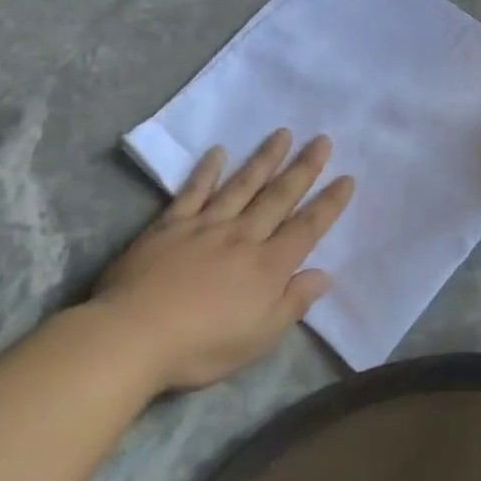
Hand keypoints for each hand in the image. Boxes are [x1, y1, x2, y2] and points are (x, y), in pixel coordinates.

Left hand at [91, 130, 354, 390]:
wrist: (133, 336)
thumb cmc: (202, 346)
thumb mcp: (260, 338)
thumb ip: (293, 303)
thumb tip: (323, 274)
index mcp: (268, 267)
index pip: (307, 228)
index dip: (329, 204)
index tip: (347, 178)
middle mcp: (242, 237)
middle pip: (279, 197)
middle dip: (304, 169)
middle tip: (322, 140)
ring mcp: (205, 226)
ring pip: (242, 185)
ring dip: (265, 159)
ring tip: (283, 134)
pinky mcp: (170, 225)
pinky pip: (193, 191)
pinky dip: (207, 170)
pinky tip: (218, 151)